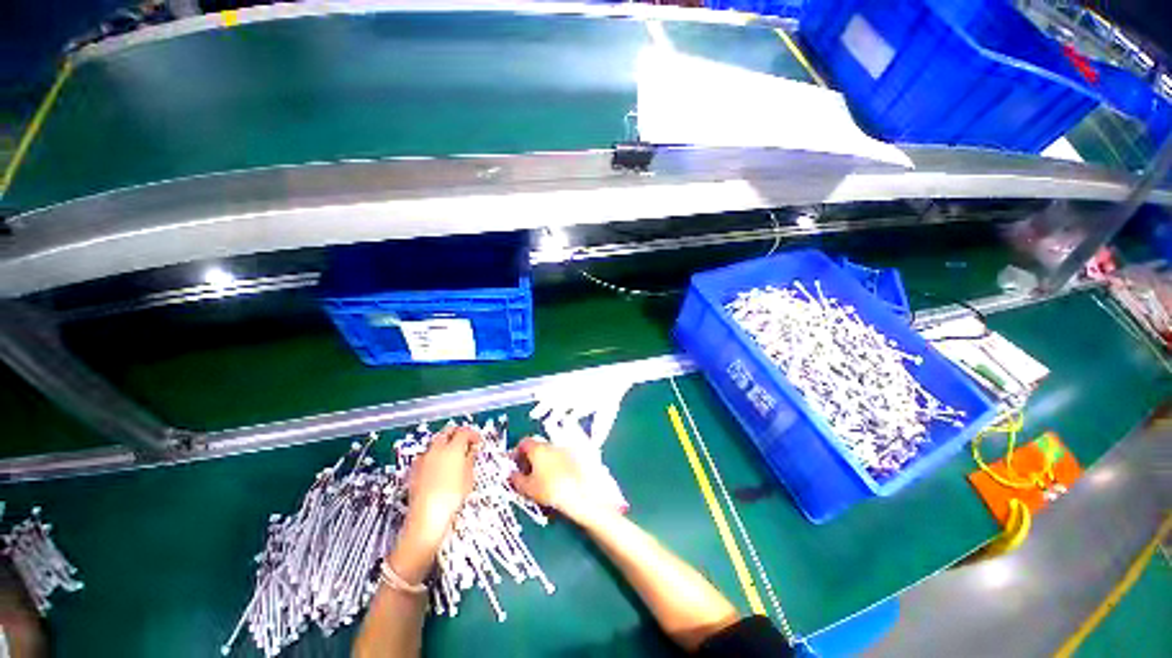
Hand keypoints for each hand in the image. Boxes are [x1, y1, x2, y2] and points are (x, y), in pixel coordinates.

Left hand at [406, 425, 480, 537]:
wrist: (427, 516)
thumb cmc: (452, 497)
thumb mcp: (468, 478)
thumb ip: (470, 459)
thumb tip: (472, 450)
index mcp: (453, 449)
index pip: (464, 432)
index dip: (472, 434)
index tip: (477, 441)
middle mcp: (437, 449)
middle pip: (446, 432)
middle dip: (456, 433)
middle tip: (464, 442)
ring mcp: (423, 458)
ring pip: (434, 442)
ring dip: (444, 443)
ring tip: (451, 454)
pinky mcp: (414, 469)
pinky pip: (425, 455)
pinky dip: (433, 455)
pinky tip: (437, 466)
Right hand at [510, 438, 607, 526]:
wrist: (583, 492)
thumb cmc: (552, 490)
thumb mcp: (529, 489)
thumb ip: (517, 480)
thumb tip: (512, 474)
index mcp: (538, 448)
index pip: (524, 443)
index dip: (518, 453)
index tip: (516, 465)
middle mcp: (552, 442)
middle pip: (538, 445)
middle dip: (532, 456)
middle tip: (529, 472)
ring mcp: (567, 446)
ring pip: (552, 449)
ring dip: (547, 458)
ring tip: (546, 475)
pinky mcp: (581, 451)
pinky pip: (566, 454)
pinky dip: (561, 461)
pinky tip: (562, 475)